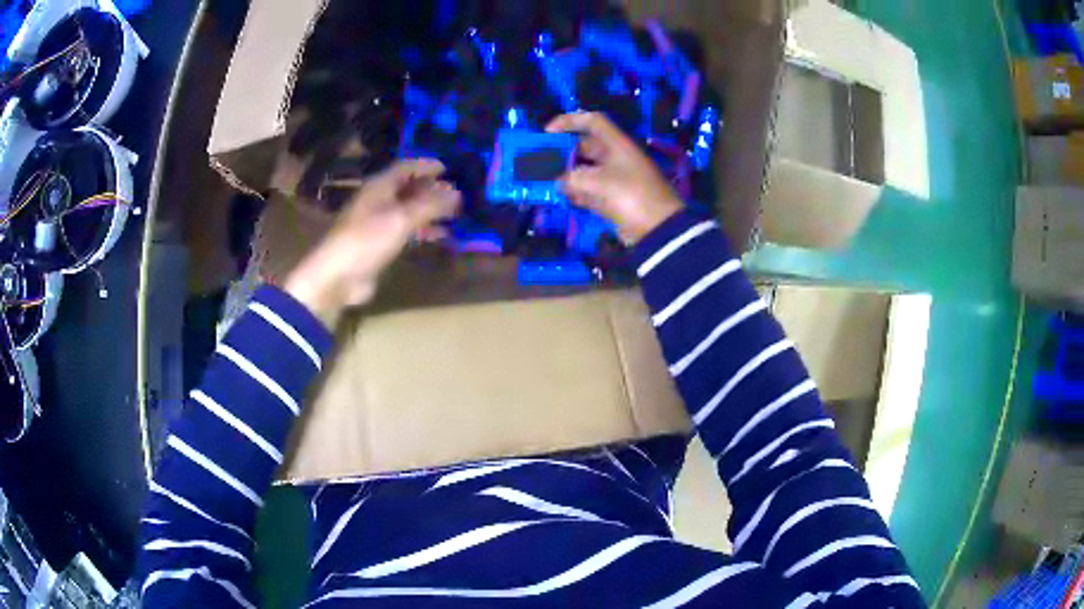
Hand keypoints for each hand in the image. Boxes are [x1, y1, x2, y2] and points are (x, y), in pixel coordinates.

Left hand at [283, 159, 460, 327]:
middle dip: (433, 189)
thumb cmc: (367, 240)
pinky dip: (424, 230)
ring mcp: (379, 222)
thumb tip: (457, 192)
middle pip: (409, 187)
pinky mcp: (381, 243)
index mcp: (380, 186)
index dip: (428, 165)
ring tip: (456, 213)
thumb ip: (430, 205)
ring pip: (409, 209)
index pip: (407, 167)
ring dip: (431, 210)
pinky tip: (441, 235)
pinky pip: (407, 230)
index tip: (451, 169)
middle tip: (460, 193)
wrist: (338, 277)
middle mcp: (379, 199)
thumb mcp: (401, 219)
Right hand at [547, 112, 682, 244]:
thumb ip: (572, 178)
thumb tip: (558, 181)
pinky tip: (561, 197)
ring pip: (585, 170)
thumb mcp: (597, 182)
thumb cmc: (629, 196)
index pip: (592, 122)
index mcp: (616, 144)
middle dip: (562, 152)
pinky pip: (590, 191)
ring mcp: (615, 179)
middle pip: (585, 147)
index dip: (569, 121)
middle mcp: (615, 157)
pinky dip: (576, 192)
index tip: (547, 132)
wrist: (658, 229)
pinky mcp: (614, 199)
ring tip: (544, 181)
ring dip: (566, 174)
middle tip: (540, 161)